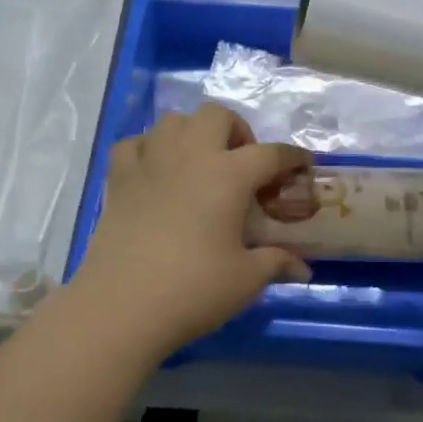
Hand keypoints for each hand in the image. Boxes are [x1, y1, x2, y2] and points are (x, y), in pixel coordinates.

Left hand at [71, 105, 312, 356]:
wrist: (121, 305)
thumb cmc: (193, 289)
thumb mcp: (245, 280)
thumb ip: (276, 263)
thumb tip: (303, 268)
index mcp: (229, 175)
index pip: (270, 154)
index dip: (292, 157)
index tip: (303, 163)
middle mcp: (191, 155)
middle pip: (217, 115)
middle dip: (236, 130)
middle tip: (241, 162)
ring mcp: (150, 162)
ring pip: (173, 121)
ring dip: (192, 133)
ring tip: (199, 161)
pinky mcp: (119, 178)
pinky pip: (134, 144)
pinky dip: (148, 148)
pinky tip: (155, 170)